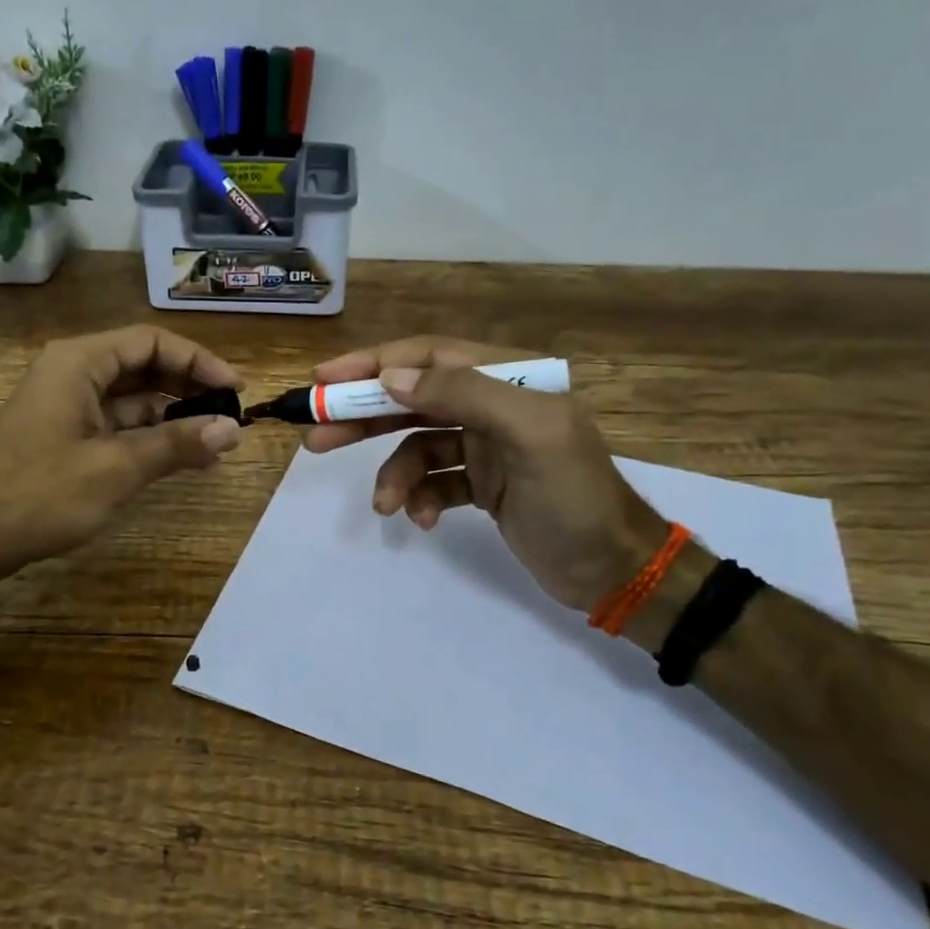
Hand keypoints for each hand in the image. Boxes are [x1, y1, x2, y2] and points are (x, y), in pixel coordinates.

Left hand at [0, 325, 242, 576]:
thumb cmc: (41, 494)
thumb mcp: (116, 468)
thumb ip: (176, 444)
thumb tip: (233, 429)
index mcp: (79, 362)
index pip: (151, 341)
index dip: (198, 361)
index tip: (235, 389)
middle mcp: (72, 371)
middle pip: (143, 364)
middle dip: (188, 387)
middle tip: (229, 415)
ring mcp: (67, 402)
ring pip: (133, 397)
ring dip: (173, 416)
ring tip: (216, 443)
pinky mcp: (65, 432)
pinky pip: (117, 422)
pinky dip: (150, 436)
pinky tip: (182, 458)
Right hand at [302, 336, 666, 612]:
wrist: (613, 571)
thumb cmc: (574, 498)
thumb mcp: (529, 435)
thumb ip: (464, 394)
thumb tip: (391, 378)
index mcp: (511, 377)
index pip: (428, 357)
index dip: (373, 364)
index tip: (324, 379)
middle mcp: (494, 403)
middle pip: (413, 397)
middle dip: (364, 416)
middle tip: (316, 434)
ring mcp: (486, 445)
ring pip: (416, 443)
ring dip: (394, 472)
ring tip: (384, 504)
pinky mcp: (481, 483)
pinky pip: (432, 480)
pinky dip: (419, 496)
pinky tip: (421, 519)